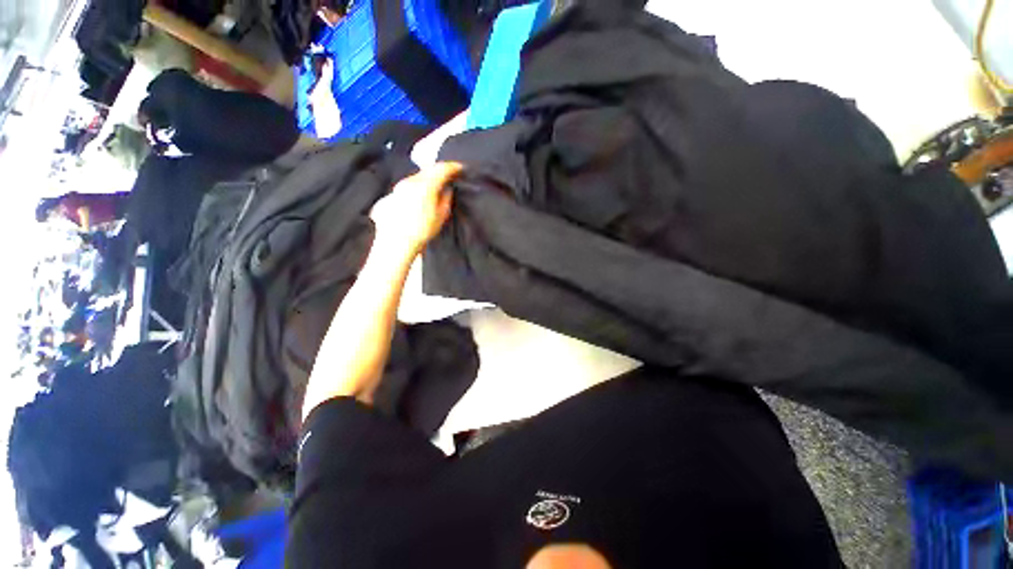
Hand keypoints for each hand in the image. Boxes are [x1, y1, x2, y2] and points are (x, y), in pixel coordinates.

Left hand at [369, 162, 462, 257]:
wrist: (397, 242)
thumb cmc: (423, 230)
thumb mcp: (441, 215)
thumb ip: (446, 198)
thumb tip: (447, 189)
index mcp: (425, 185)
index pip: (441, 168)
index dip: (453, 167)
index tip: (461, 168)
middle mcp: (410, 181)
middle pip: (428, 170)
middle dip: (440, 171)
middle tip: (449, 176)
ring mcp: (399, 187)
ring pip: (417, 177)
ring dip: (428, 179)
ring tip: (436, 186)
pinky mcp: (392, 194)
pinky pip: (408, 186)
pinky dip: (417, 187)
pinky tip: (420, 197)